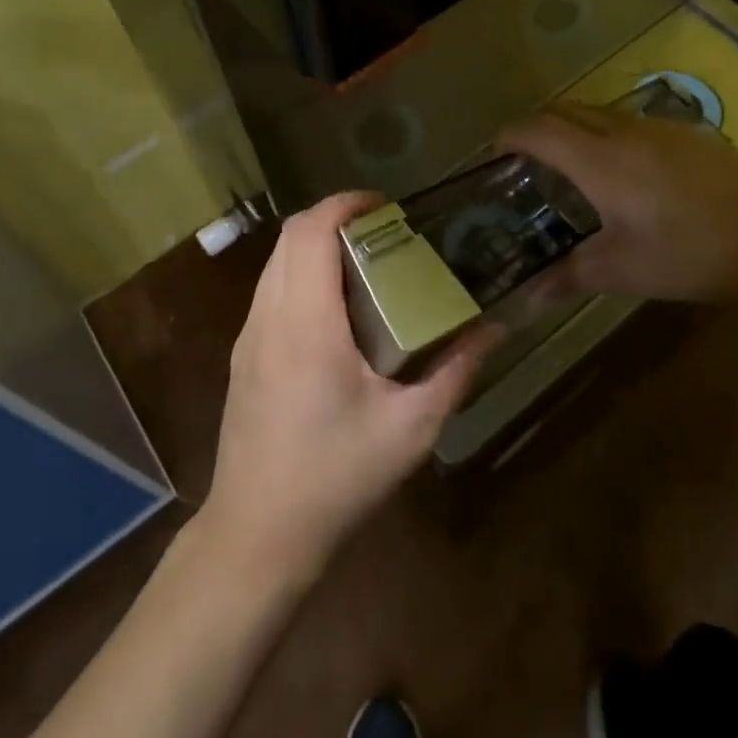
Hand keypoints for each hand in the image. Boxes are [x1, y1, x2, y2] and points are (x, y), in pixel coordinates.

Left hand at [204, 193, 493, 578]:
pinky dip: (300, 273)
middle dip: (333, 218)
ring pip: (275, 261)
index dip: (344, 203)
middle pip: (290, 236)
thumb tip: (494, 330)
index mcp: (306, 324)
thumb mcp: (410, 429)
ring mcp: (248, 336)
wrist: (257, 533)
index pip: (311, 232)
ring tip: (364, 262)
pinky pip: (269, 289)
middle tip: (383, 231)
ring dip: (314, 245)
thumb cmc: (336, 477)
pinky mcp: (243, 355)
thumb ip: (455, 372)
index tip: (384, 205)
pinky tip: (334, 309)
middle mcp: (268, 316)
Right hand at [498, 102, 737, 309]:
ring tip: (572, 170)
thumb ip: (568, 278)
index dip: (509, 136)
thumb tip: (523, 301)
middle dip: (537, 127)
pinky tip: (628, 175)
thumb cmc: (694, 254)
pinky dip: (609, 135)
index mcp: (600, 160)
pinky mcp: (692, 134)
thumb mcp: (624, 271)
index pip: (538, 130)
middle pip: (566, 110)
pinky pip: (632, 122)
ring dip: (575, 129)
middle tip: (526, 163)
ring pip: (601, 112)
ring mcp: (662, 127)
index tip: (493, 155)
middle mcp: (625, 131)